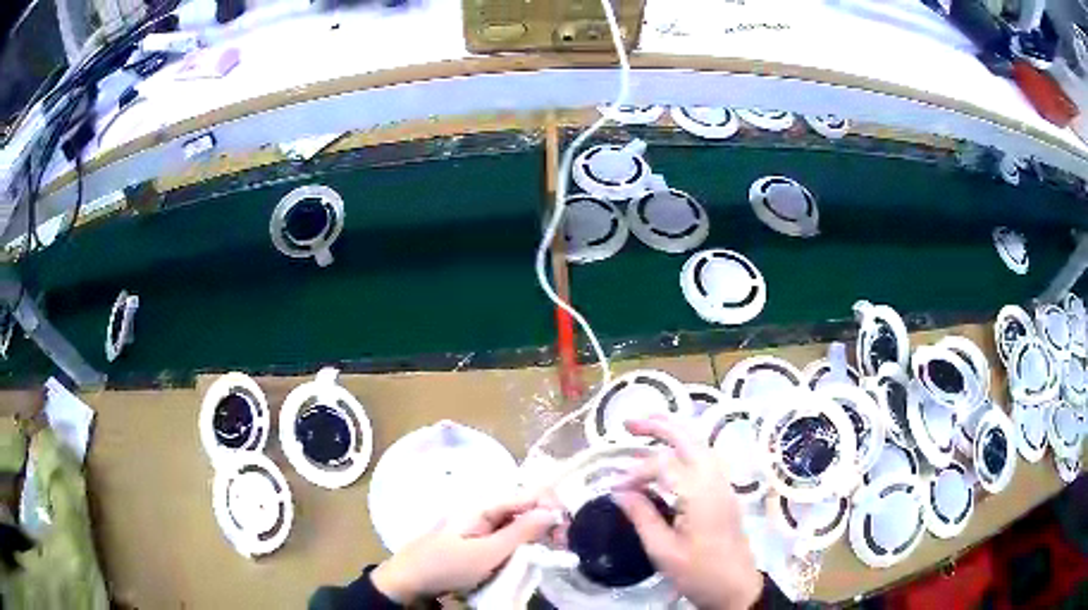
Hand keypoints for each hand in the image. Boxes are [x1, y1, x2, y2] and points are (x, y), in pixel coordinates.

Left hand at [371, 496, 556, 602]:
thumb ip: (520, 533)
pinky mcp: (473, 544)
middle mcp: (480, 512)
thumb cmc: (446, 565)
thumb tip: (551, 512)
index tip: (568, 527)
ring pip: (514, 527)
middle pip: (521, 511)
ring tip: (547, 553)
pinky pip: (502, 540)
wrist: (408, 581)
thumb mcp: (487, 553)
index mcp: (482, 507)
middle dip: (544, 524)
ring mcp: (476, 528)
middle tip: (560, 546)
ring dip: (532, 539)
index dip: (550, 506)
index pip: (526, 495)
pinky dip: (517, 548)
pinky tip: (525, 559)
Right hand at [614, 417, 761, 609]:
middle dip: (660, 425)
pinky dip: (684, 449)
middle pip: (689, 438)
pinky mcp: (724, 493)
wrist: (736, 587)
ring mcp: (724, 484)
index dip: (635, 471)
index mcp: (699, 494)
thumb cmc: (699, 573)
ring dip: (674, 433)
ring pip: (700, 445)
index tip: (615, 488)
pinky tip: (669, 457)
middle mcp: (715, 480)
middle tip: (629, 422)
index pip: (663, 465)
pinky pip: (705, 459)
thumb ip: (642, 516)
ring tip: (647, 429)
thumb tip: (619, 492)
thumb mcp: (663, 551)